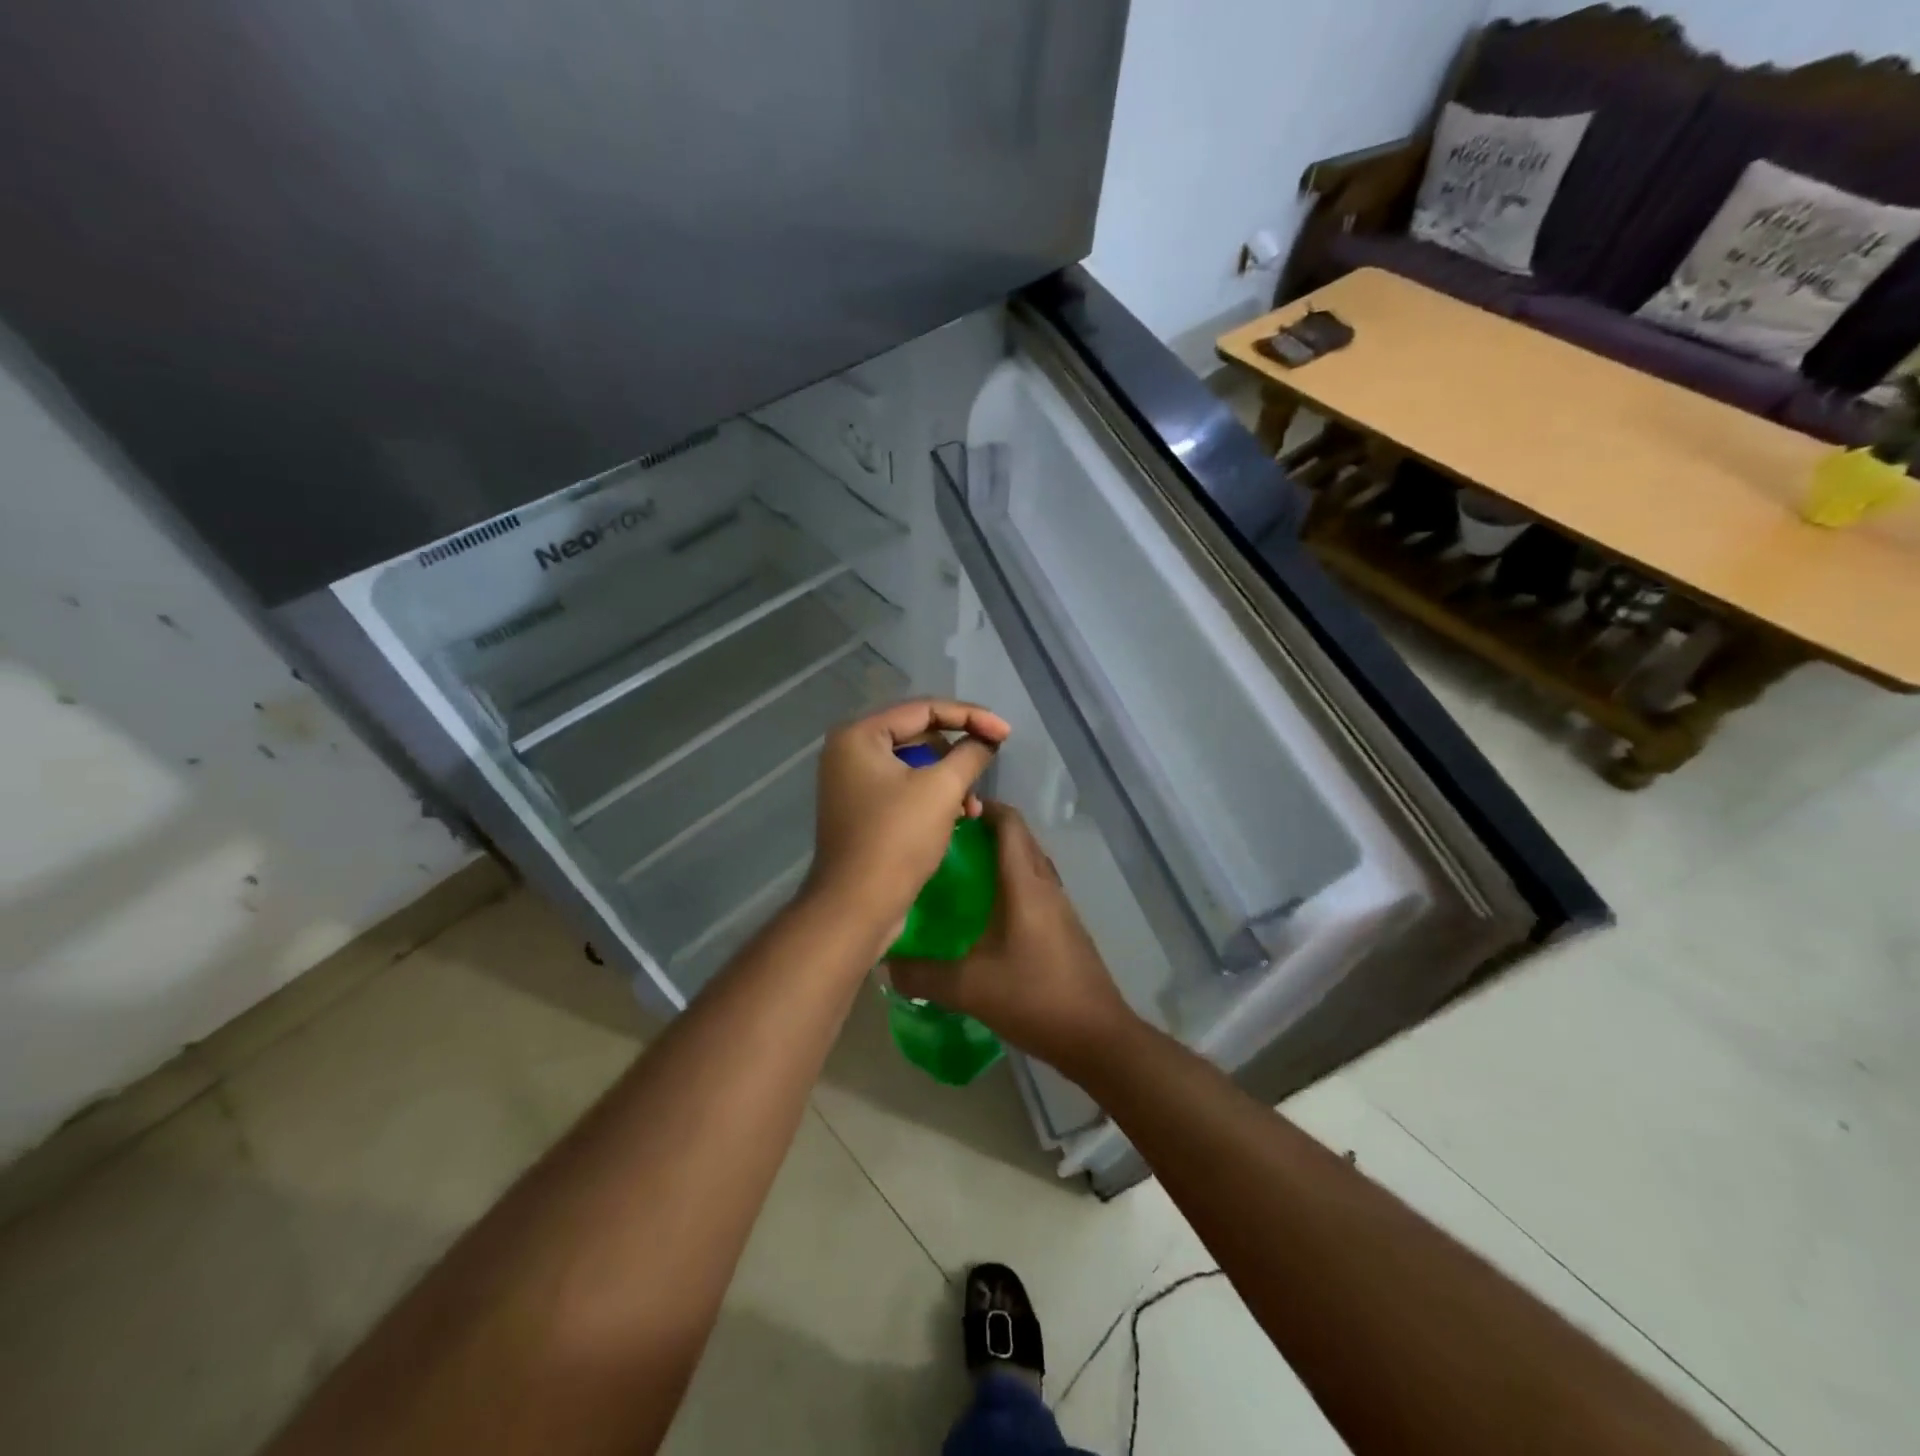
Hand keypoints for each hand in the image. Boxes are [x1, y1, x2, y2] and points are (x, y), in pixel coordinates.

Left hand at [804, 699, 1009, 946]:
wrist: (857, 906)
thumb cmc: (897, 839)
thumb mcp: (941, 789)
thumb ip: (970, 754)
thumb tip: (987, 739)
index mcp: (859, 735)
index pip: (923, 709)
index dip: (970, 716)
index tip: (1005, 732)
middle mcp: (850, 752)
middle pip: (917, 735)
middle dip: (958, 751)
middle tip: (991, 761)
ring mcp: (853, 783)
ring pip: (914, 765)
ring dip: (948, 779)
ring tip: (972, 806)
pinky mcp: (862, 811)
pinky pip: (904, 789)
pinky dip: (932, 797)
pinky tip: (957, 817)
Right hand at [888, 803, 1138, 1070]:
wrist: (1096, 1037)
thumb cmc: (1033, 997)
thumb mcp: (968, 988)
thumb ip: (922, 974)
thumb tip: (887, 962)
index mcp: (1024, 885)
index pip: (1009, 824)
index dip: (983, 808)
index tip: (950, 811)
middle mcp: (1046, 886)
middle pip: (1020, 839)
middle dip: (986, 831)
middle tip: (946, 843)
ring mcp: (1061, 907)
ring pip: (1029, 864)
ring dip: (1001, 859)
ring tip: (961, 874)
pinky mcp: (1066, 929)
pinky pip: (1035, 890)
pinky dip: (1012, 885)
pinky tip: (988, 915)